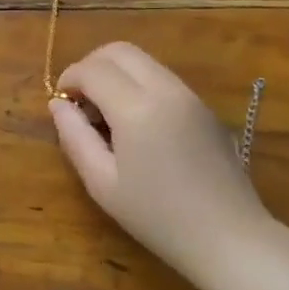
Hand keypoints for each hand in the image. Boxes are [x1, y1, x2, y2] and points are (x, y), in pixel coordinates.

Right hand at [49, 42, 270, 274]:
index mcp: (137, 108)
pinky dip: (138, 84)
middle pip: (119, 50)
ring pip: (143, 60)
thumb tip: (58, 105)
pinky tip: (136, 123)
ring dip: (116, 73)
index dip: (69, 79)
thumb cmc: (158, 217)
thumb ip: (74, 137)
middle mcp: (165, 89)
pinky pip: (162, 77)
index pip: (92, 69)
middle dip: (91, 65)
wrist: (230, 239)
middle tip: (80, 100)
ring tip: (106, 113)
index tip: (61, 103)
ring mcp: (190, 96)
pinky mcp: (204, 107)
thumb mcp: (102, 183)